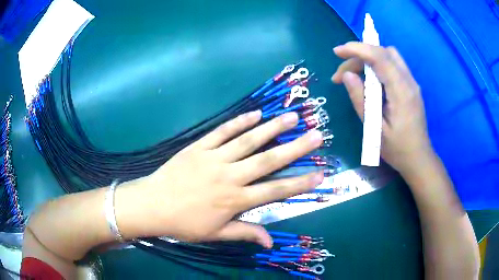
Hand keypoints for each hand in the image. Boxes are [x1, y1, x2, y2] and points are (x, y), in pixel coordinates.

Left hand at [130, 111, 323, 247]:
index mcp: (235, 200)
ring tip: (291, 117)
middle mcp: (230, 176)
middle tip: (316, 134)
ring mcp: (214, 158)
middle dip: (295, 148)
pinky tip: (256, 113)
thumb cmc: (184, 223)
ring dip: (272, 128)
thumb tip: (270, 242)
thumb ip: (244, 233)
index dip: (300, 183)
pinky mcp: (199, 147)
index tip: (320, 173)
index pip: (276, 190)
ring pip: (248, 140)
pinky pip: (222, 132)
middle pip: (268, 160)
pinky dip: (239, 122)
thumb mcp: (215, 234)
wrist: (152, 205)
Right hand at [331, 42, 432, 174]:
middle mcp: (409, 81)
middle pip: (383, 52)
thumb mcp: (374, 128)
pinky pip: (392, 65)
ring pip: (388, 56)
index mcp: (401, 92)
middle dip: (359, 55)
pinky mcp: (410, 86)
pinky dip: (377, 65)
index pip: (379, 57)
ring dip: (368, 59)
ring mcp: (411, 82)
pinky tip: (368, 80)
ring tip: (352, 76)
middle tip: (342, 75)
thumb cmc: (397, 149)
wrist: (418, 158)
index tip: (337, 52)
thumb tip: (347, 75)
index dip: (357, 49)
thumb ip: (360, 99)